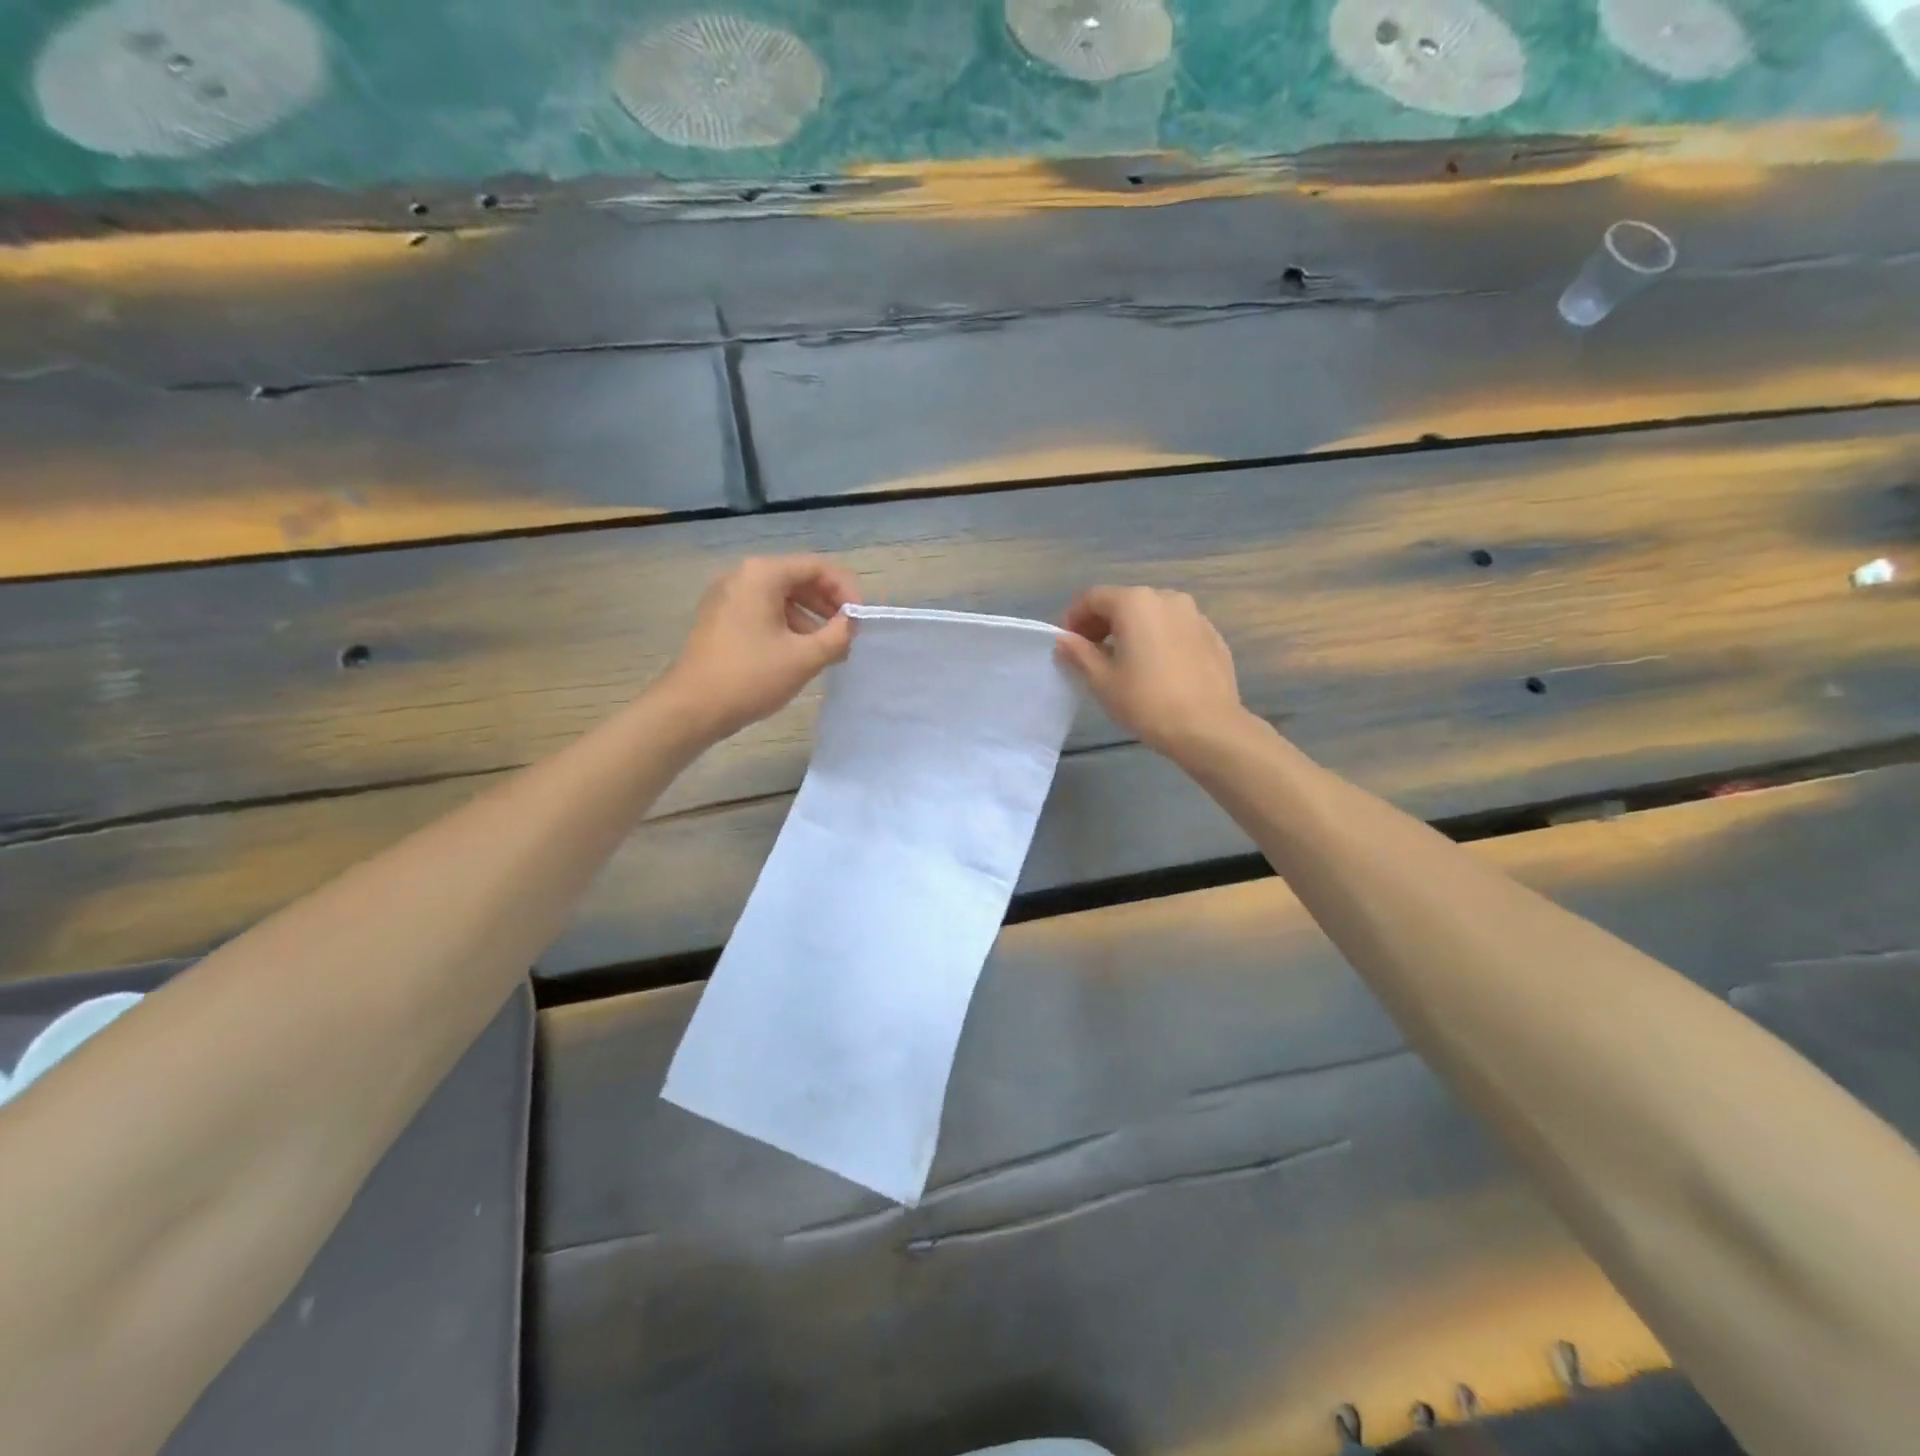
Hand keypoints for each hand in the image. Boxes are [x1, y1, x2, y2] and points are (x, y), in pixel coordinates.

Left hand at [662, 556, 859, 739]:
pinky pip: (763, 611)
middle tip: (848, 633)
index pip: (817, 567)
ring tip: (828, 649)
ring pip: (781, 597)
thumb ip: (838, 636)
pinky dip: (787, 626)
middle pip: (798, 578)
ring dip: (810, 618)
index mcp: (762, 574)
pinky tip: (799, 654)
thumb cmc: (750, 677)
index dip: (846, 590)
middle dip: (828, 604)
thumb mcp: (804, 658)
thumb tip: (851, 624)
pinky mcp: (720, 619)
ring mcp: (727, 597)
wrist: (691, 707)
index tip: (860, 620)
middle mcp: (742, 576)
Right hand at [1056, 586, 1245, 760]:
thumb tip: (1064, 639)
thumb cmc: (1146, 702)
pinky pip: (1174, 629)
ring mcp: (1194, 615)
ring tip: (1123, 661)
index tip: (1067, 643)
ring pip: (1152, 614)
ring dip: (1131, 630)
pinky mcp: (1212, 635)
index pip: (1093, 598)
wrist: (1208, 727)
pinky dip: (1158, 639)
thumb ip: (1079, 653)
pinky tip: (1155, 669)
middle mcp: (1166, 598)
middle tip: (1090, 653)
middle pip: (1124, 602)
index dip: (1074, 617)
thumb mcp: (1102, 680)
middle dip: (1102, 623)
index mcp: (1135, 603)